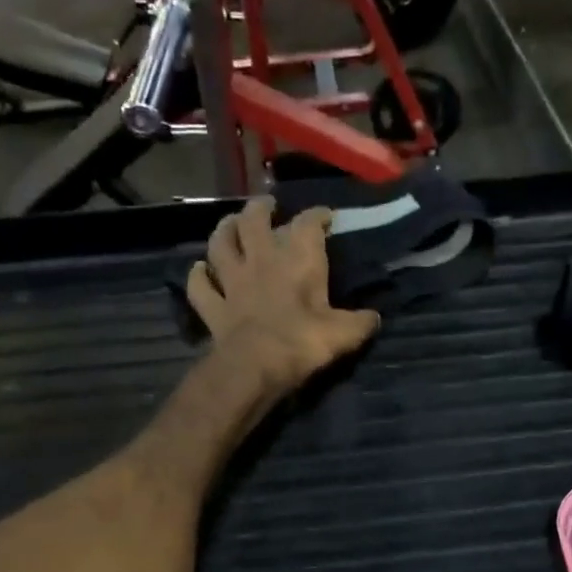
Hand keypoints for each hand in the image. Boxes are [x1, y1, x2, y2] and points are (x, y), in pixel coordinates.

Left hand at [187, 198, 380, 395]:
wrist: (255, 366)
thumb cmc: (303, 342)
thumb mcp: (345, 333)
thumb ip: (361, 322)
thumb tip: (374, 318)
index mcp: (298, 259)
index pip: (308, 223)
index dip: (317, 215)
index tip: (326, 216)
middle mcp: (261, 260)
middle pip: (254, 220)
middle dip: (261, 208)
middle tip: (268, 205)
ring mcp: (233, 281)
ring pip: (220, 244)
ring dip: (224, 230)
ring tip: (230, 223)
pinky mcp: (213, 306)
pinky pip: (200, 285)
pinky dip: (198, 276)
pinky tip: (199, 270)